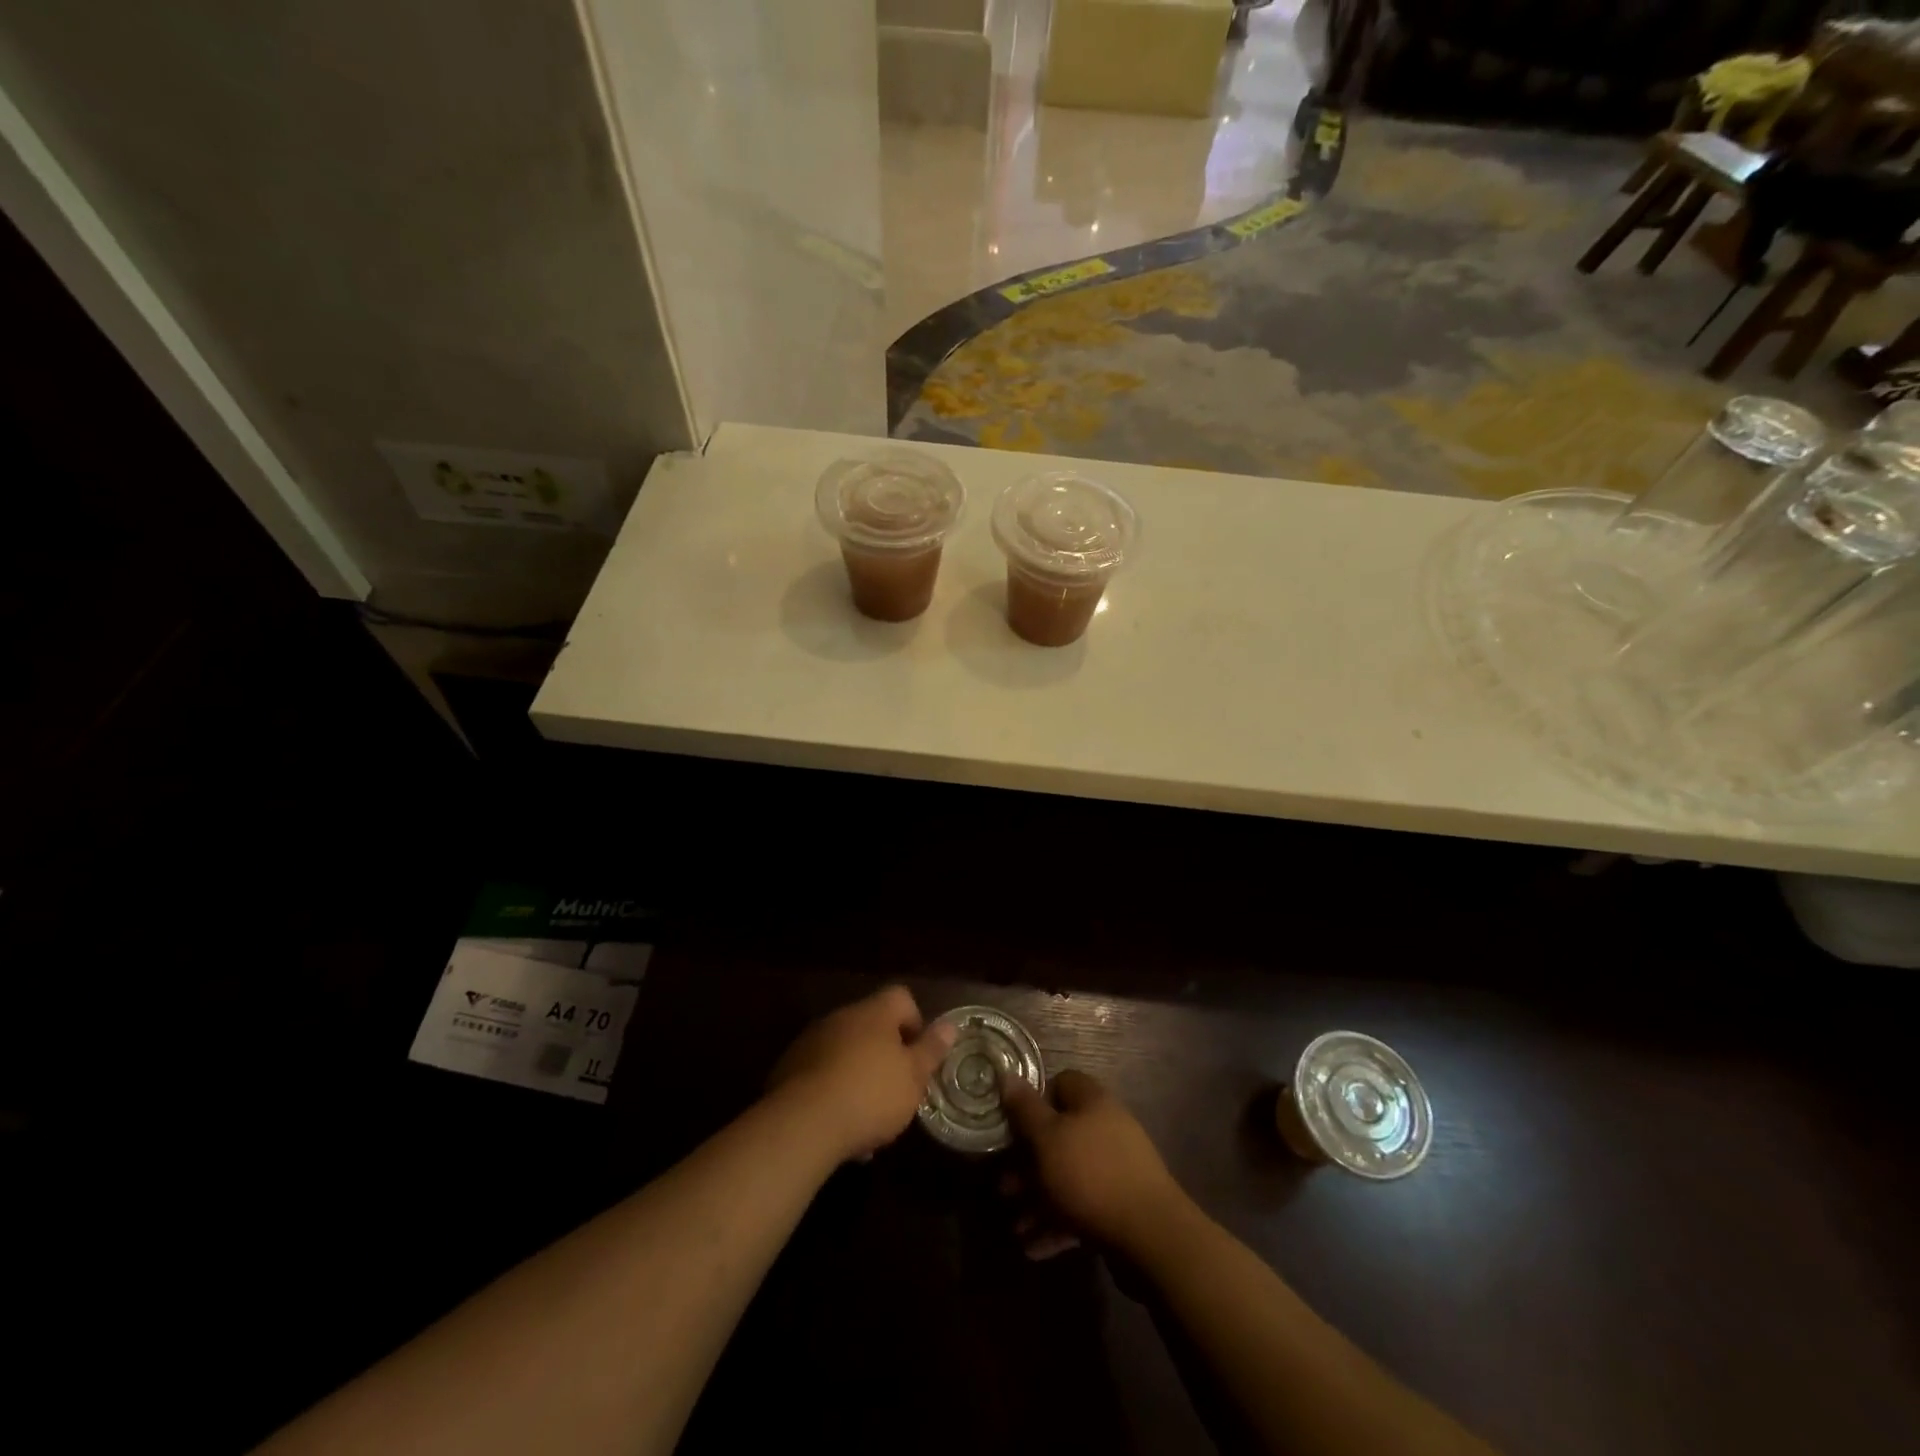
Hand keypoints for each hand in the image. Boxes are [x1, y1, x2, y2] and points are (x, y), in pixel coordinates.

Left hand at [767, 986, 955, 1163]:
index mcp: (874, 1013)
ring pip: (845, 1052)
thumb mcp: (913, 1077)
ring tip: (867, 1120)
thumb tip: (949, 1025)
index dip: (915, 1022)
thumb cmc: (870, 1094)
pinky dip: (832, 1092)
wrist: (802, 1124)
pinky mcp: (788, 1069)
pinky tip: (839, 1128)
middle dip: (885, 1055)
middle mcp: (841, 1017)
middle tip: (895, 1091)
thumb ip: (931, 1050)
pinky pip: (821, 1074)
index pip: (901, 997)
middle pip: (871, 1025)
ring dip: (858, 1075)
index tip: (917, 1056)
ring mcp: (811, 1041)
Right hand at [999, 1069, 1188, 1257]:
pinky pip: (1083, 1208)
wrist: (1151, 1236)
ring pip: (1068, 1176)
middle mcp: (1106, 1129)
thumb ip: (1025, 1109)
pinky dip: (1059, 1225)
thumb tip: (1006, 1074)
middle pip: (1060, 1136)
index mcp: (1092, 1102)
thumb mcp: (1047, 1138)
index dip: (1035, 1101)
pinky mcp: (1121, 1206)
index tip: (1013, 1126)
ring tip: (1016, 1228)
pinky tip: (1035, 1248)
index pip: (1061, 1084)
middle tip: (1005, 1188)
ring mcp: (1117, 1169)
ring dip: (1039, 1200)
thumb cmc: (1090, 1175)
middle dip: (1029, 1164)